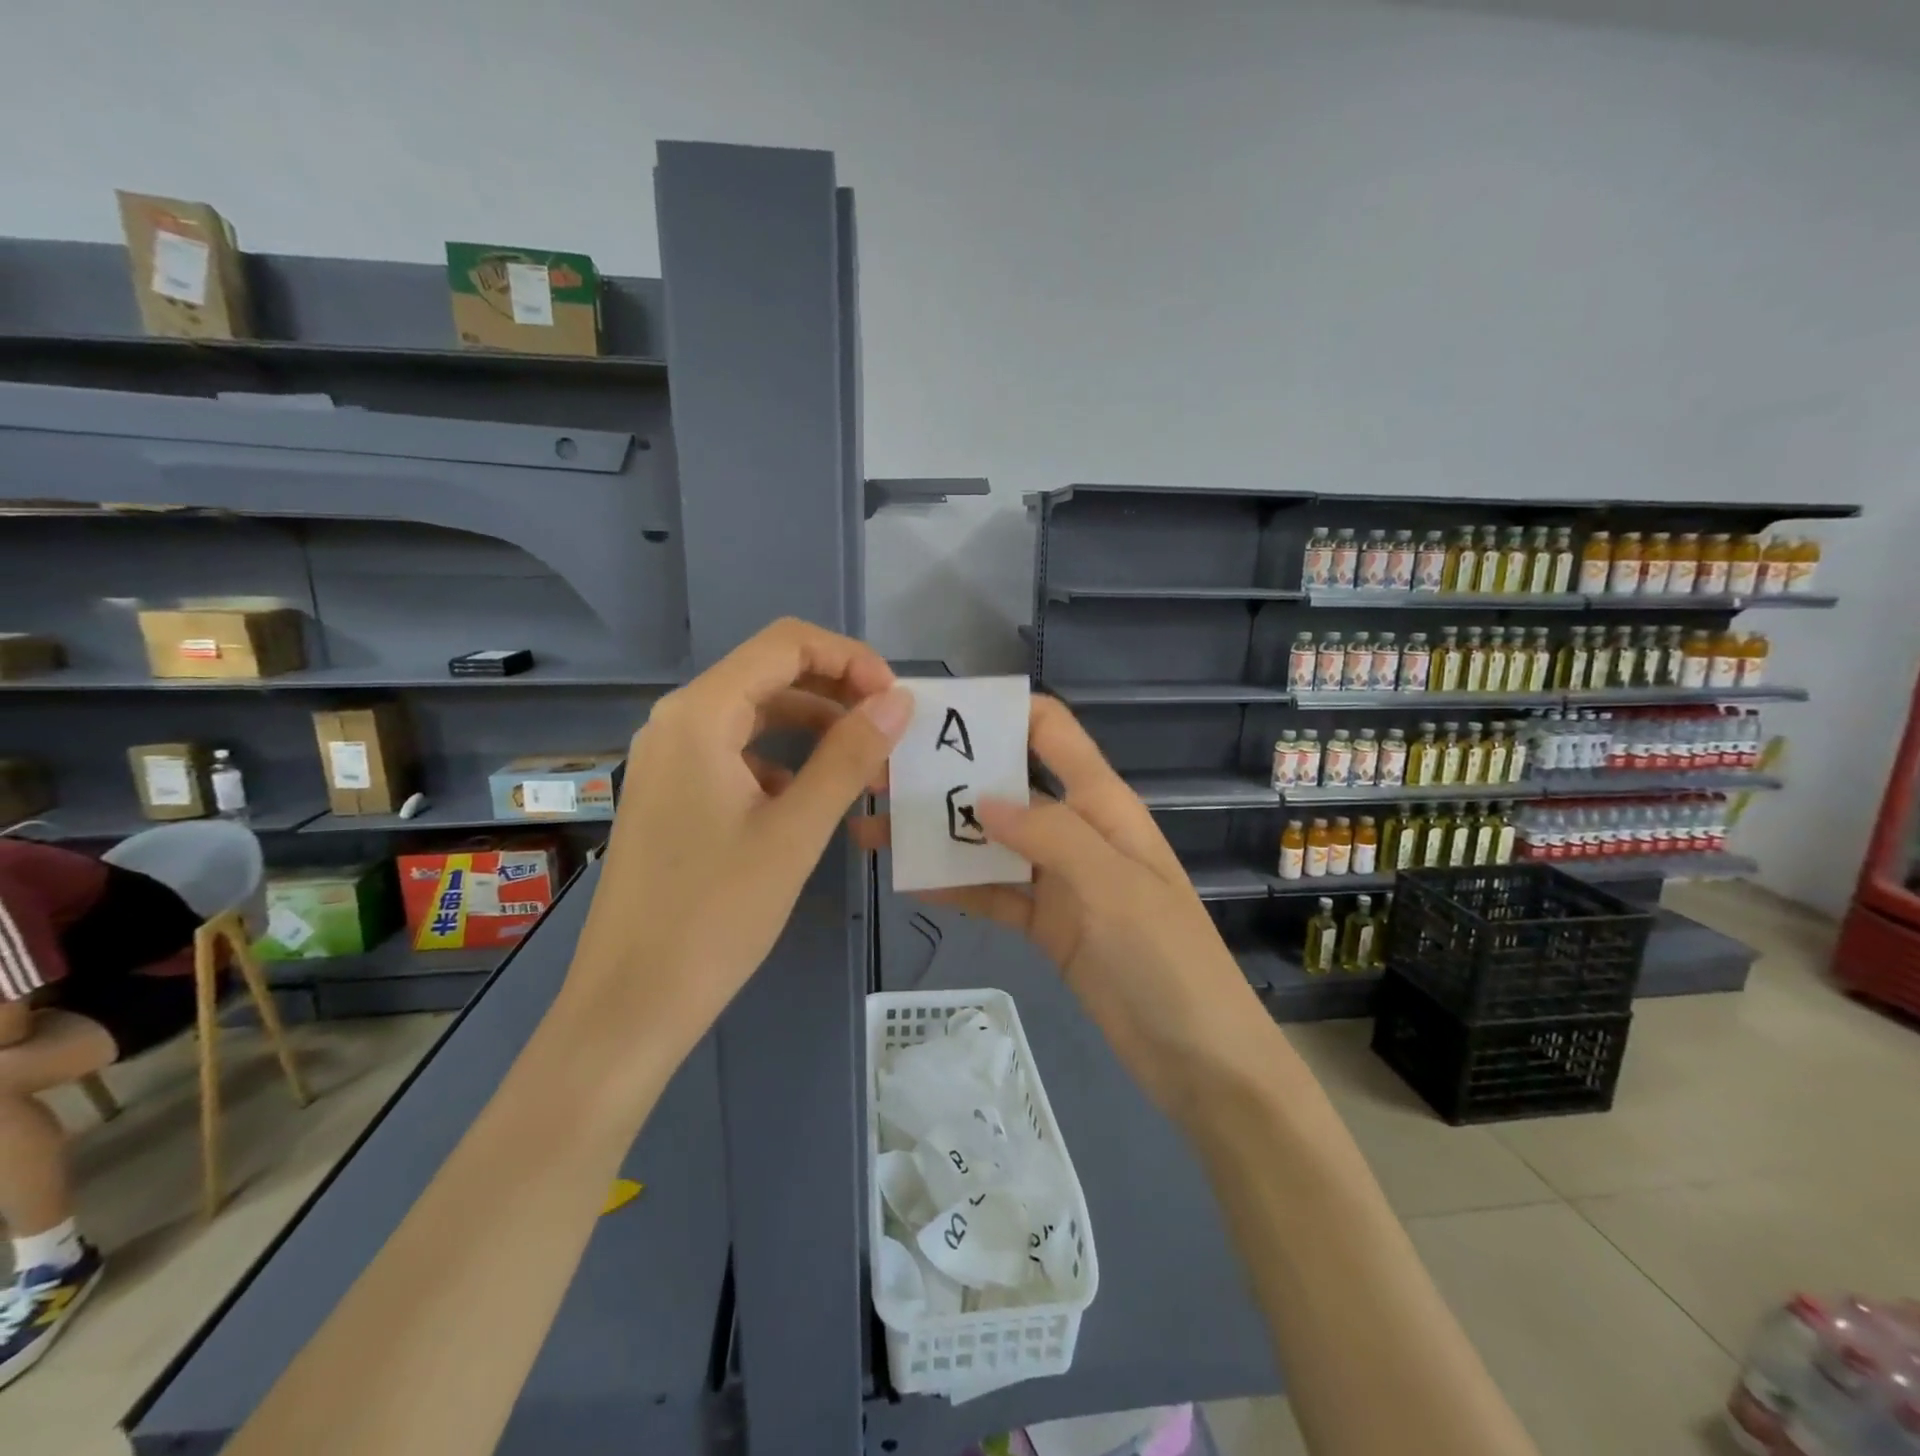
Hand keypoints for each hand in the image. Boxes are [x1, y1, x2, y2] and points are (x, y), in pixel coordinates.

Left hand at [564, 619, 911, 1060]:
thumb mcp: (795, 831)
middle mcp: (678, 721)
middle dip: (838, 692)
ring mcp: (670, 758)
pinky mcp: (673, 792)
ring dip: (816, 728)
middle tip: (891, 733)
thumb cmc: (715, 914)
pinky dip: (786, 760)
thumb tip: (898, 700)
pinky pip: (738, 752)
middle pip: (771, 674)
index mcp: (700, 714)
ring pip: (756, 714)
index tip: (895, 700)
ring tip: (868, 765)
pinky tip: (816, 798)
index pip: (786, 644)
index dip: (850, 658)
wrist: (631, 1002)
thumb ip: (849, 756)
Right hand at [859, 695, 1273, 1120]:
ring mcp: (1058, 879)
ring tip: (876, 826)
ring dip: (940, 834)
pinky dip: (956, 886)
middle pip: (1007, 785)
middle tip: (881, 776)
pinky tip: (908, 881)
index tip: (935, 712)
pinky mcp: (1045, 923)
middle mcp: (1075, 829)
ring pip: (991, 842)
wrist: (1197, 1056)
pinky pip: (993, 893)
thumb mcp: (1113, 886)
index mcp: (1101, 803)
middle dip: (950, 775)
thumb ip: (1050, 834)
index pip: (1051, 732)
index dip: (1000, 712)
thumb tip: (982, 799)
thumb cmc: (1165, 958)